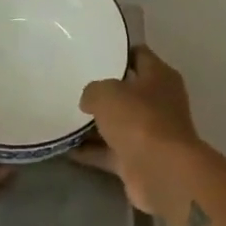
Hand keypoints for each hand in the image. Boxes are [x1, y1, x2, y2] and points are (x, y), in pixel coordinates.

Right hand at [78, 47, 202, 214]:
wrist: (161, 173)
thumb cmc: (139, 119)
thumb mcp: (106, 93)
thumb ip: (93, 90)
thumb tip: (89, 100)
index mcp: (160, 76)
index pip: (138, 54)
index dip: (117, 52)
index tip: (92, 52)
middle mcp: (159, 102)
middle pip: (128, 91)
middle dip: (104, 90)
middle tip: (73, 84)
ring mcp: (151, 133)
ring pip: (118, 123)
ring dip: (95, 124)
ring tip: (64, 115)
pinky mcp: (140, 161)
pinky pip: (110, 151)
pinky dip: (92, 151)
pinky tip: (66, 147)